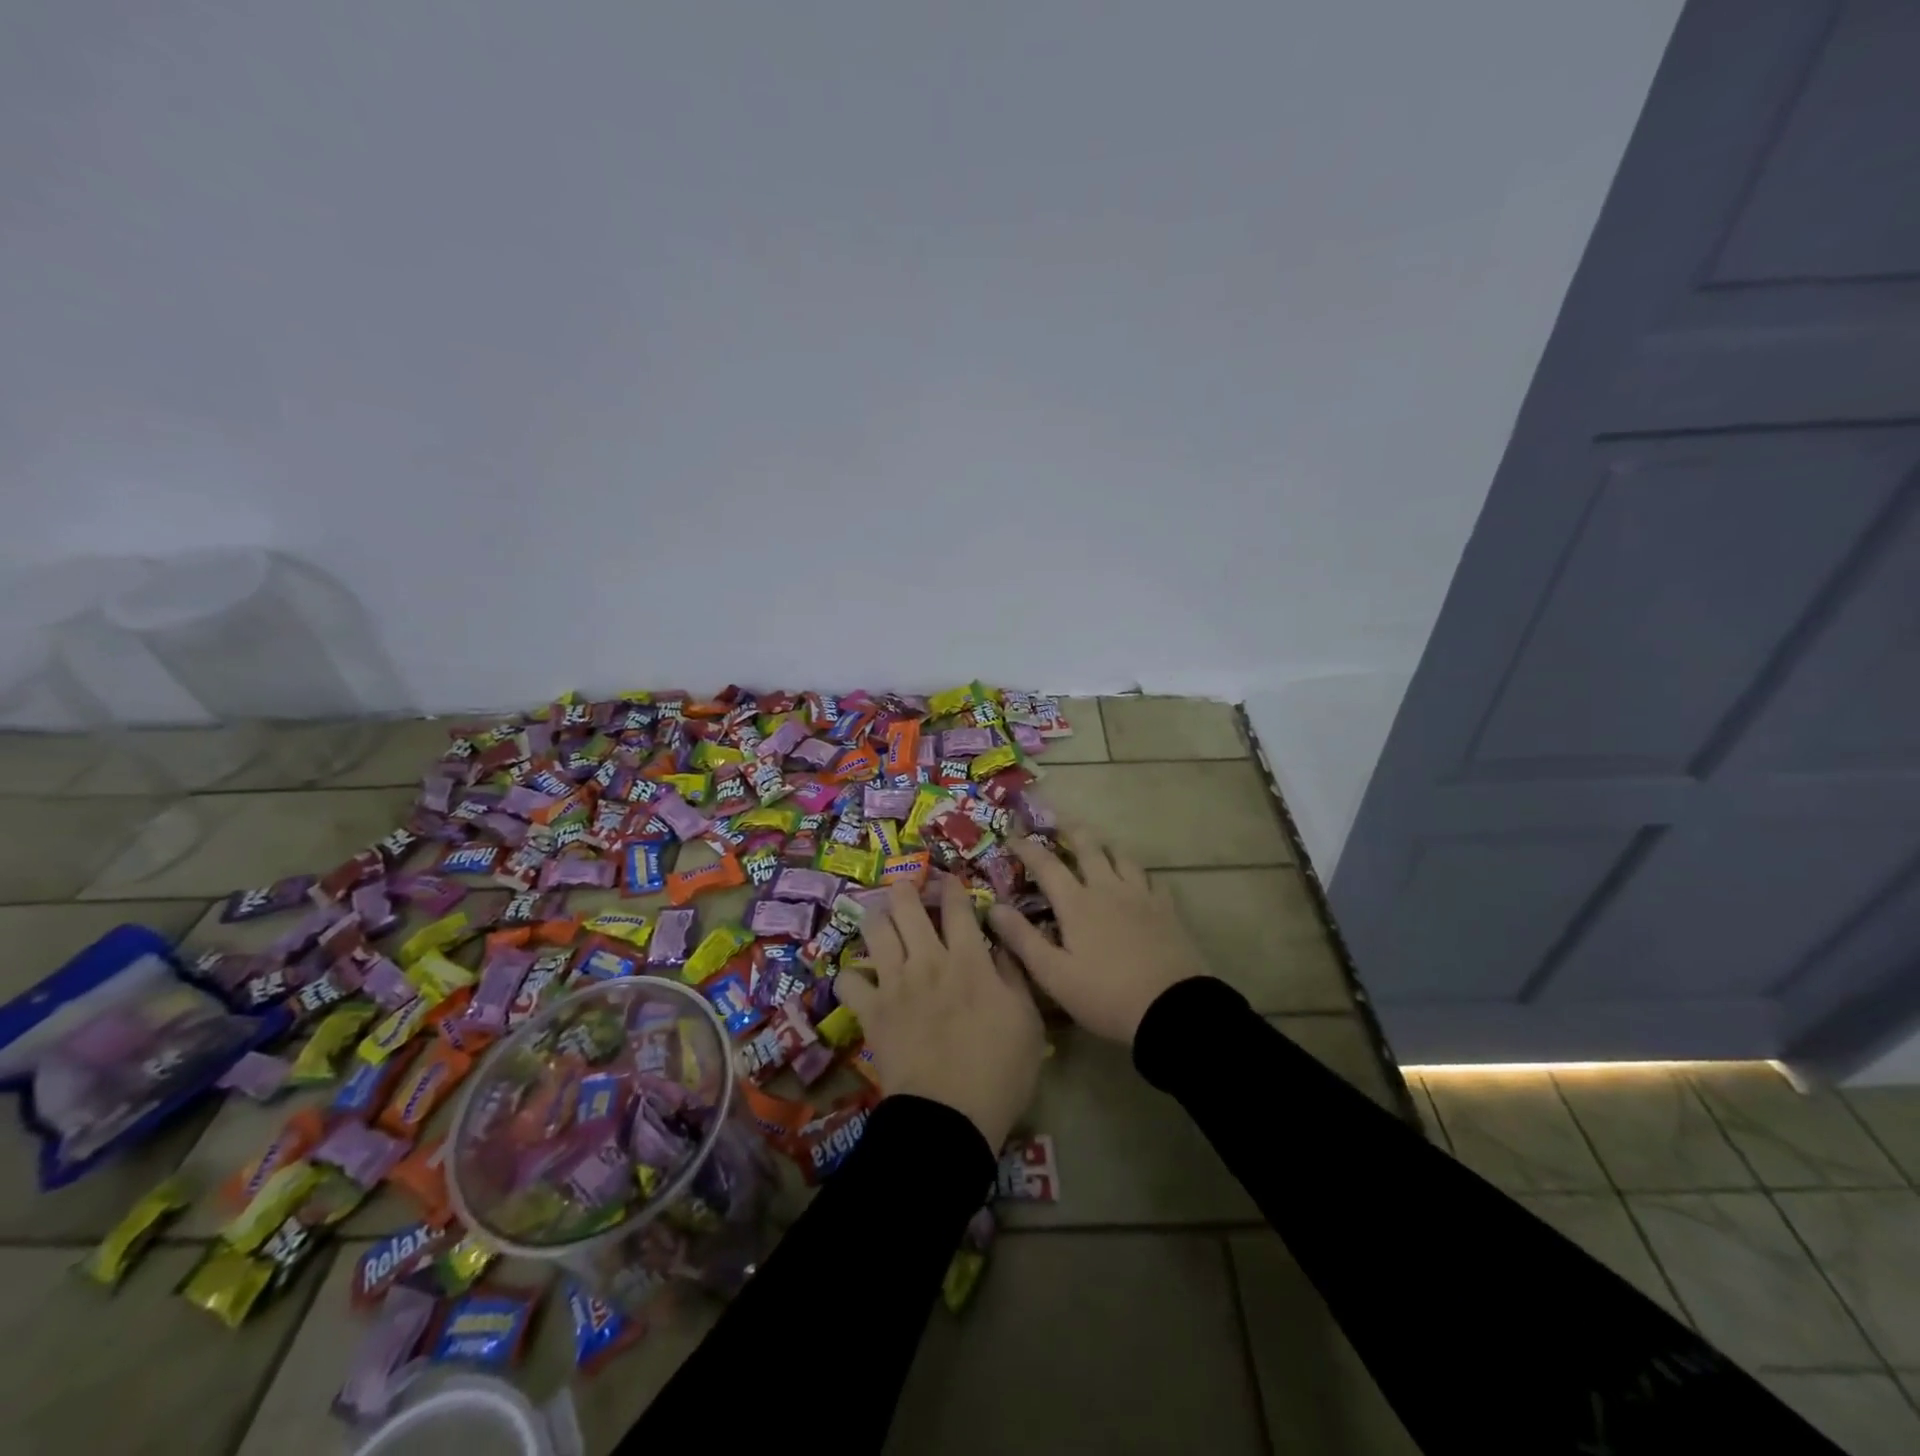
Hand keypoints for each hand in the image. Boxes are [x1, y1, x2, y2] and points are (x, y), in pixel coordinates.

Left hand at [833, 876, 1044, 1150]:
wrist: (949, 1117)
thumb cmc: (1000, 1071)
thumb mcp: (1028, 1021)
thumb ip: (1014, 975)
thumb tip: (1002, 944)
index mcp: (969, 960)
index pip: (957, 907)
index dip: (952, 888)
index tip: (949, 882)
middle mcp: (927, 960)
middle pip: (907, 906)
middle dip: (906, 889)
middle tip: (907, 889)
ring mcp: (894, 983)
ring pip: (875, 930)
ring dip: (877, 918)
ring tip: (881, 919)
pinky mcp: (871, 1011)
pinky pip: (848, 980)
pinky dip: (851, 975)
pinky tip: (860, 978)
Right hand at [987, 827, 1210, 1043]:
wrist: (1172, 1010)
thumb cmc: (1105, 996)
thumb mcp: (1054, 975)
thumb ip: (1022, 939)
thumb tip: (994, 907)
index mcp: (1077, 903)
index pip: (1046, 865)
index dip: (1026, 847)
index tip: (1011, 835)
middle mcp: (1108, 889)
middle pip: (1089, 847)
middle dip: (1071, 830)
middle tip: (1060, 822)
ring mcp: (1141, 896)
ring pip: (1122, 857)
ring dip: (1106, 846)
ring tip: (1099, 845)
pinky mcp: (1167, 910)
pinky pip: (1152, 879)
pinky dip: (1139, 873)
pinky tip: (1139, 880)